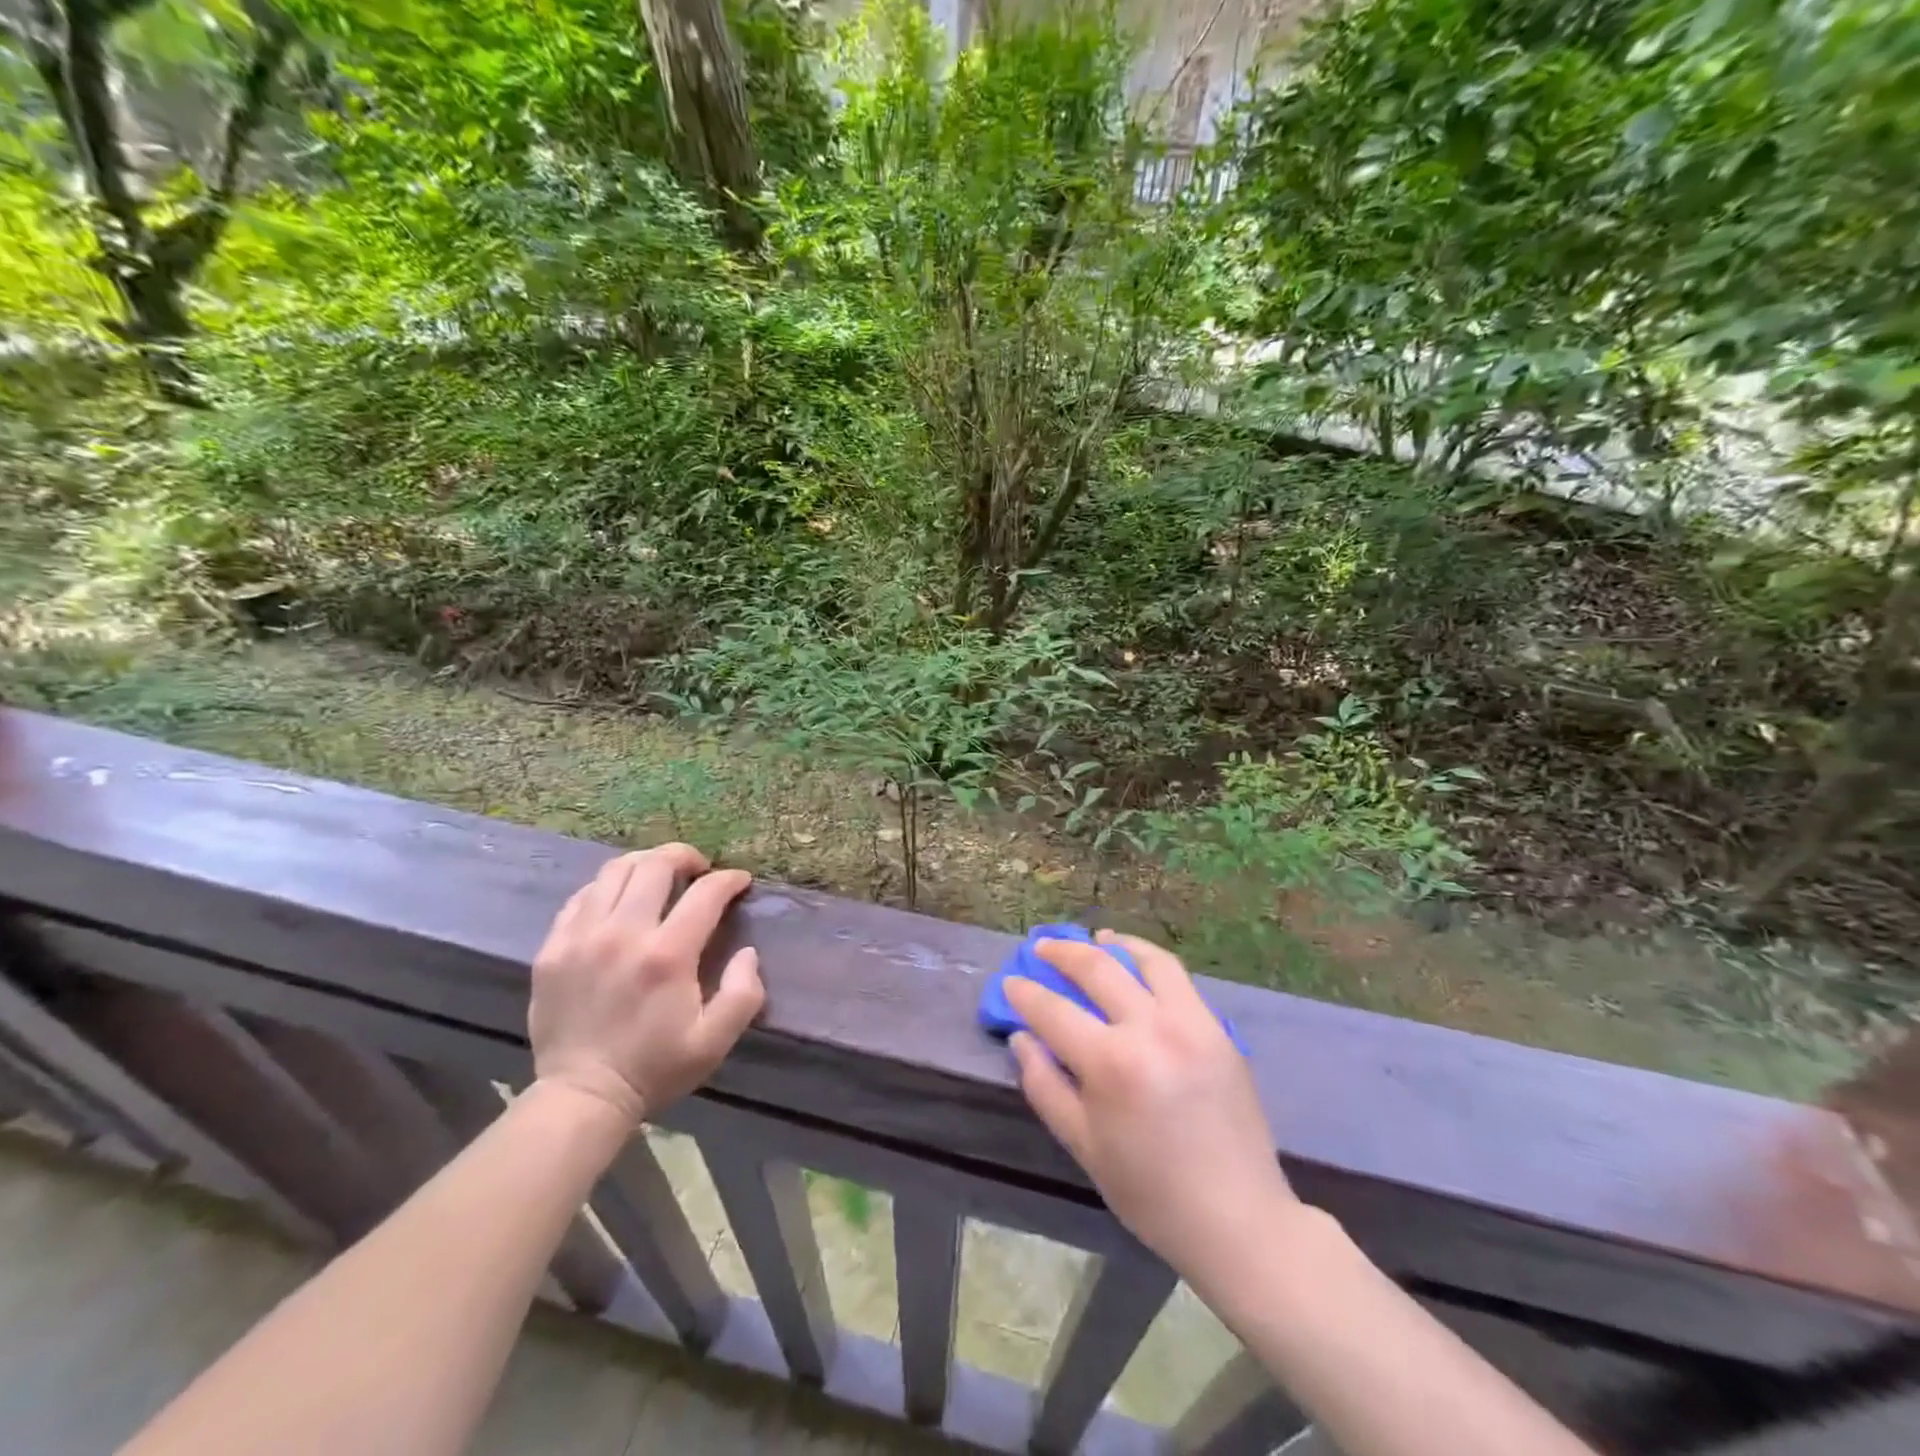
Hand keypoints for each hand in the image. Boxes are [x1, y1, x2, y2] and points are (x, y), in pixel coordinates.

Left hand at [529, 845, 764, 1128]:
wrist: (581, 1096)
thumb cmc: (655, 1068)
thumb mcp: (715, 1041)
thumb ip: (743, 993)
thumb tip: (748, 952)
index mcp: (667, 956)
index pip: (705, 893)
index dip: (729, 879)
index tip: (740, 881)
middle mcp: (623, 934)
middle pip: (655, 866)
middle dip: (685, 856)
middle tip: (699, 867)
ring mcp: (581, 938)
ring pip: (614, 871)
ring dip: (645, 864)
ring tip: (660, 874)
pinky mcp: (552, 948)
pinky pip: (581, 897)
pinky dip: (607, 887)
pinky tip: (620, 900)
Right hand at [1006, 932, 1299, 1276]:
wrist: (1238, 1218)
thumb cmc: (1151, 1192)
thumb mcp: (1083, 1146)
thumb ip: (1045, 1085)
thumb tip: (1023, 1036)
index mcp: (1112, 1063)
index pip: (1054, 1010)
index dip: (1025, 993)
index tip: (1010, 982)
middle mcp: (1151, 1028)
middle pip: (1097, 968)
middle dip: (1061, 952)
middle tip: (1041, 948)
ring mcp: (1190, 1022)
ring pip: (1145, 960)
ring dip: (1112, 944)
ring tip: (1093, 939)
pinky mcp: (1217, 1028)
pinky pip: (1177, 978)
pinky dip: (1149, 961)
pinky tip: (1135, 964)